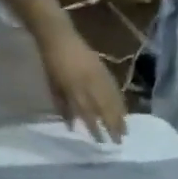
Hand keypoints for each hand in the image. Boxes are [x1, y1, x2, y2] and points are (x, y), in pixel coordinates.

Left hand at [39, 27, 127, 142]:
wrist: (59, 36)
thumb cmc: (52, 63)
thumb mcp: (53, 87)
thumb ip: (63, 106)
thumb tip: (72, 126)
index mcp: (74, 91)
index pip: (88, 115)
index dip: (95, 130)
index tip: (101, 142)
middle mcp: (88, 86)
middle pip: (104, 110)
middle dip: (112, 126)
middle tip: (119, 141)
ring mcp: (98, 77)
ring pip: (112, 101)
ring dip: (120, 117)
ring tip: (125, 130)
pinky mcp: (103, 70)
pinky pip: (115, 89)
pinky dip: (120, 101)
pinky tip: (124, 110)